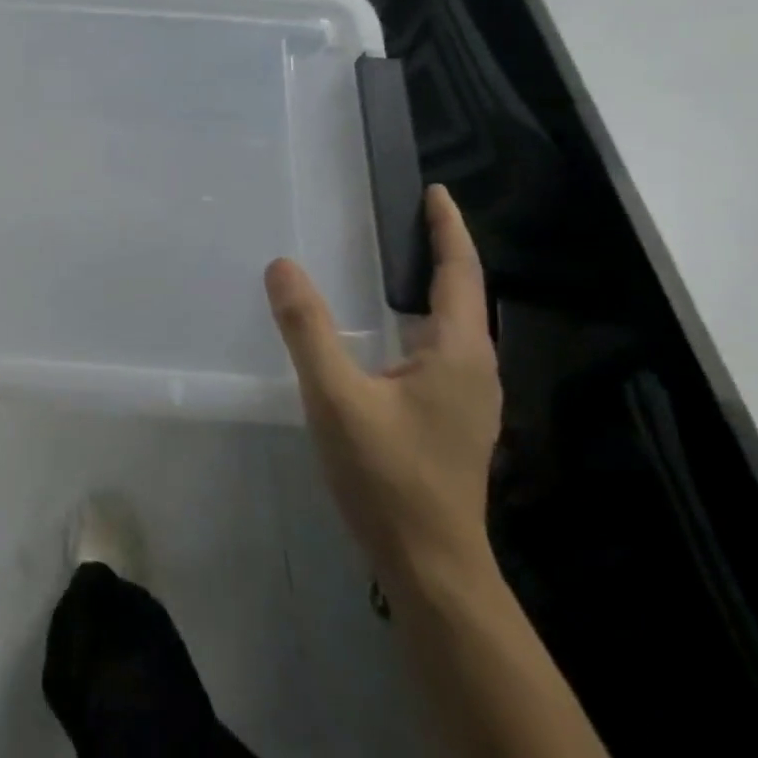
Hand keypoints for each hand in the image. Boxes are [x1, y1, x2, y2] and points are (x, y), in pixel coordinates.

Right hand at [265, 185, 500, 591]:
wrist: (430, 565)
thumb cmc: (388, 476)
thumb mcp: (336, 397)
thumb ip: (307, 329)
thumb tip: (282, 265)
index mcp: (459, 354)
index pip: (459, 274)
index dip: (448, 229)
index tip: (434, 192)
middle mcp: (475, 369)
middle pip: (462, 296)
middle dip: (439, 252)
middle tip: (403, 218)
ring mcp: (468, 399)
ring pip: (452, 327)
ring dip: (430, 289)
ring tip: (393, 263)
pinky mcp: (453, 420)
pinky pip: (439, 351)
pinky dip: (419, 321)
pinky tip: (387, 333)